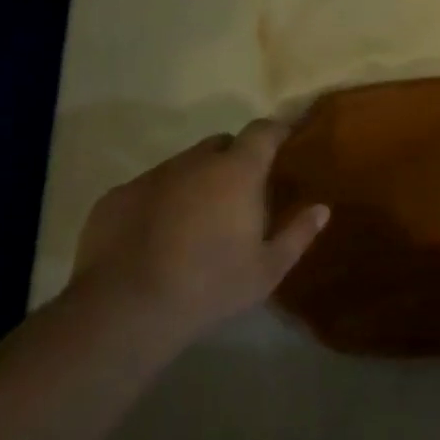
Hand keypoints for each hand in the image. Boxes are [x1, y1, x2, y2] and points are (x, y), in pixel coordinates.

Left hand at [71, 120, 328, 337]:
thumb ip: (299, 234)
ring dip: (196, 181)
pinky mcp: (117, 196)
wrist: (127, 309)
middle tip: (242, 192)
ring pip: (183, 165)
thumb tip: (322, 209)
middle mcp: (194, 162)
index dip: (277, 131)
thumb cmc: (211, 286)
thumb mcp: (268, 269)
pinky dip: (161, 201)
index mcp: (237, 172)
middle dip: (234, 159)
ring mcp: (151, 176)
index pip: (263, 131)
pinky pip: (149, 187)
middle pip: (221, 144)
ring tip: (198, 219)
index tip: (286, 140)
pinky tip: (158, 236)